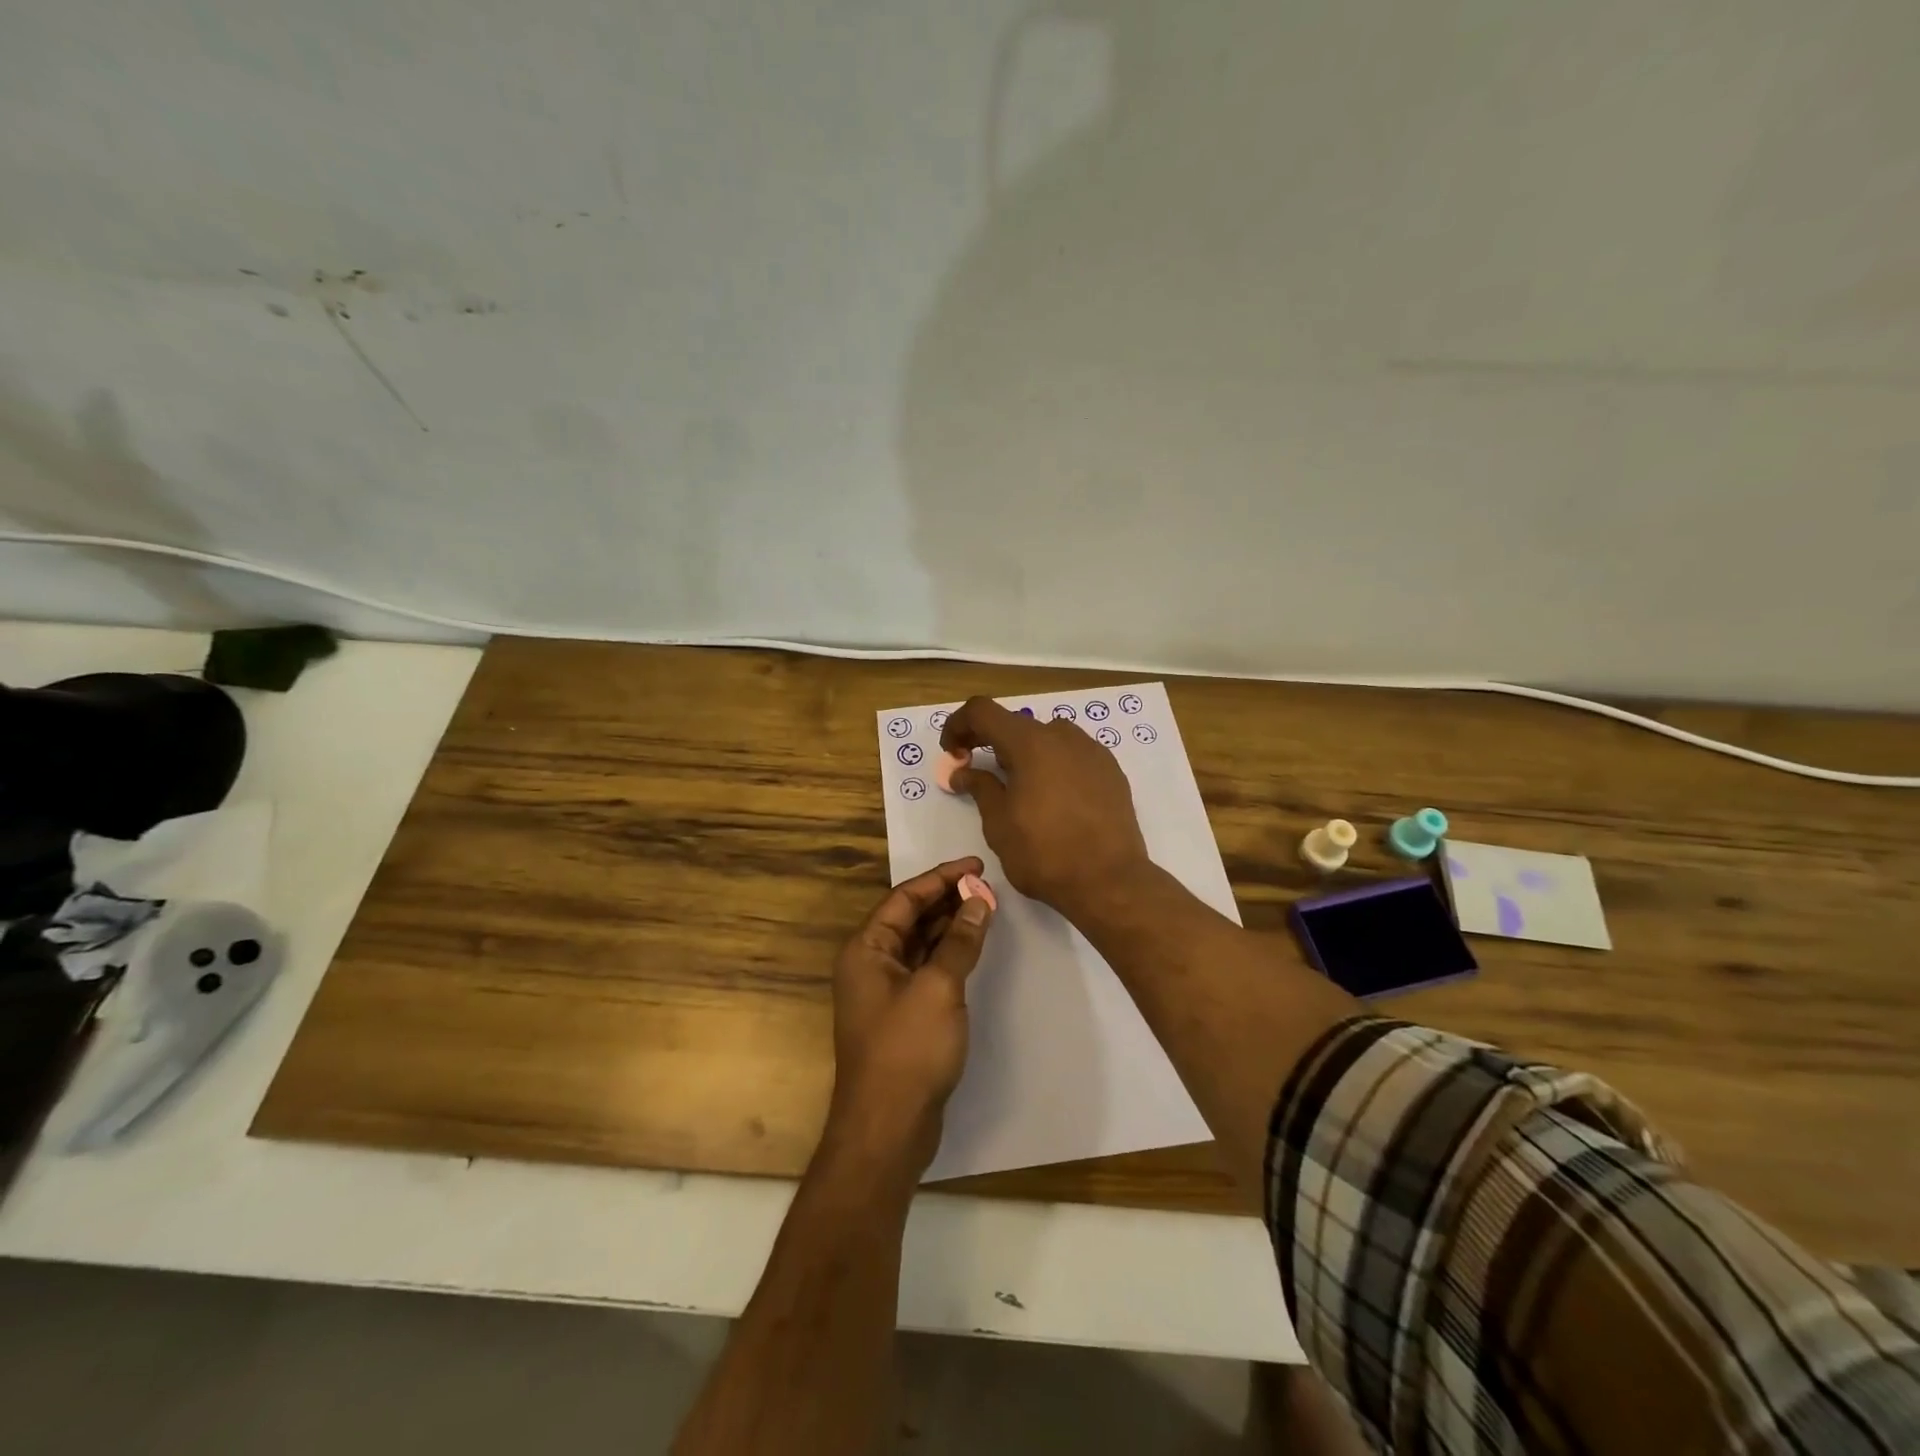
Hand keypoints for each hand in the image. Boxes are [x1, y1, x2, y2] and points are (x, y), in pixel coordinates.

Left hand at [822, 857, 994, 1177]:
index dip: (941, 877)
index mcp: (866, 948)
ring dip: (949, 925)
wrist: (887, 1127)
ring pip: (919, 943)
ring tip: (985, 907)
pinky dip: (948, 953)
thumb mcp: (939, 987)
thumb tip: (979, 901)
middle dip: (947, 899)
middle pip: (910, 917)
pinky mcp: (901, 1014)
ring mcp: (884, 990)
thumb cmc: (908, 1049)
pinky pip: (925, 968)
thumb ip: (960, 941)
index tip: (976, 866)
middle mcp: (870, 963)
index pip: (905, 897)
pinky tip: (972, 946)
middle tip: (986, 886)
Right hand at [940, 697, 1152, 918]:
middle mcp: (1063, 736)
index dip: (958, 725)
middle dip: (991, 743)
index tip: (952, 753)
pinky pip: (1073, 756)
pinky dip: (1054, 766)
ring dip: (1025, 754)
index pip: (982, 711)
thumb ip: (980, 788)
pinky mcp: (1111, 771)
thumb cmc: (1044, 853)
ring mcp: (1092, 751)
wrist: (1110, 881)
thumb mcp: (998, 823)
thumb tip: (962, 772)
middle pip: (1017, 724)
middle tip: (980, 775)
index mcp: (1030, 743)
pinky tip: (1054, 799)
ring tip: (1020, 789)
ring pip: (1048, 739)